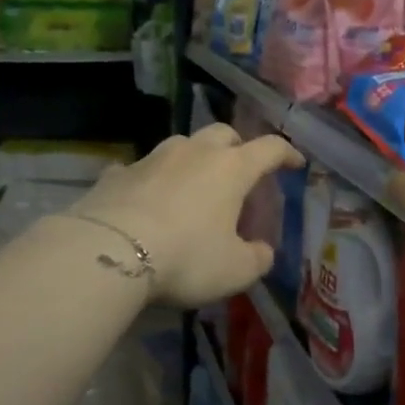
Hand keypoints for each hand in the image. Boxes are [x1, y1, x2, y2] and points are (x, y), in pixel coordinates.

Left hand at [68, 123, 303, 306]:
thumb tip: (261, 250)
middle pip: (224, 134)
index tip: (296, 164)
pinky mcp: (116, 174)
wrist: (108, 253)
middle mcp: (194, 152)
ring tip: (193, 186)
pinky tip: (145, 199)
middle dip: (238, 148)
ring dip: (193, 160)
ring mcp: (152, 159)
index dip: (287, 154)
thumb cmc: (187, 256)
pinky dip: (149, 180)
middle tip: (240, 172)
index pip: (270, 149)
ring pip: (181, 145)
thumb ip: (258, 258)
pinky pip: (140, 170)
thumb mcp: (236, 270)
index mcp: (232, 168)